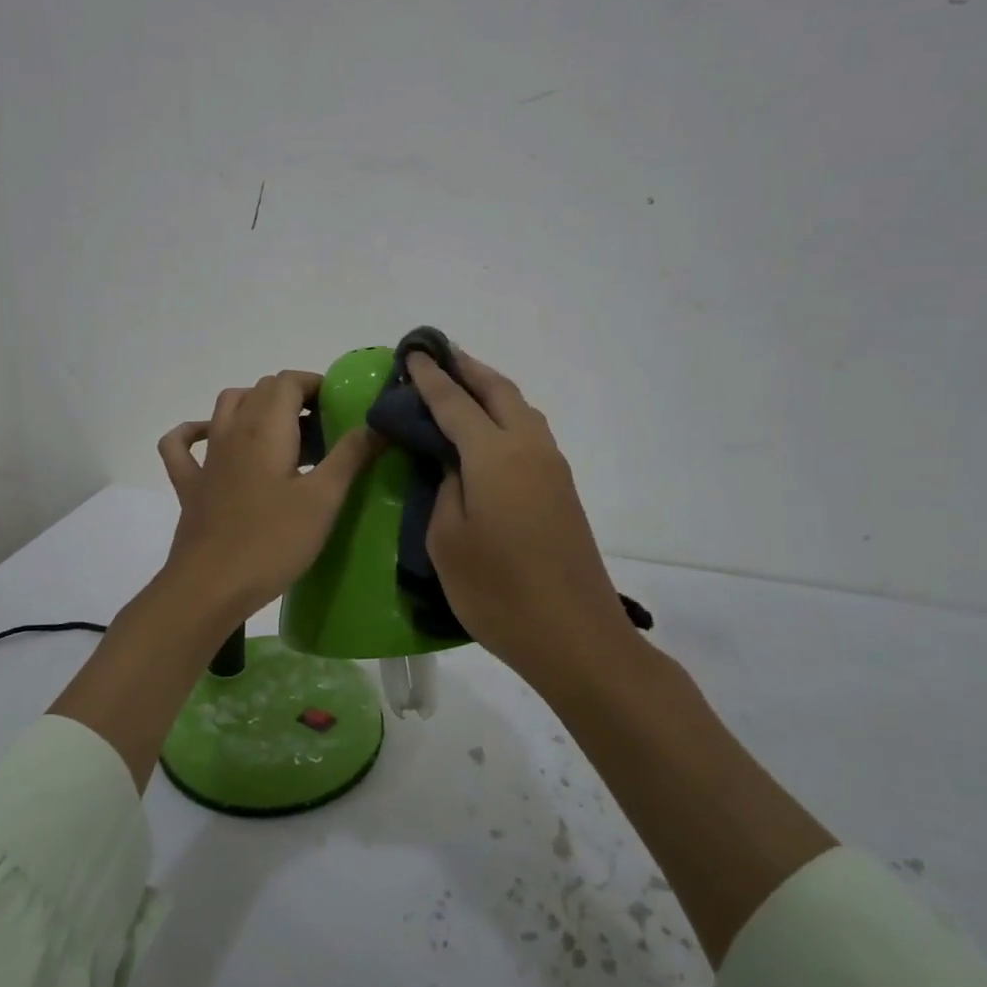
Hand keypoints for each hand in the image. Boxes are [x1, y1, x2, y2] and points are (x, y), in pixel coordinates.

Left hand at [158, 371, 380, 619]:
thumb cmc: (272, 541)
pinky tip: (210, 438)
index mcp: (265, 428)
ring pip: (226, 407)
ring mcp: (206, 458)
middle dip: (293, 397)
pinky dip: (195, 432)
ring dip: (254, 406)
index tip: (340, 407)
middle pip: (261, 390)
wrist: (210, 586)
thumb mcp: (323, 500)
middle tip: (323, 428)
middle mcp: (232, 431)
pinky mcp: (190, 485)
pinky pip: (182, 444)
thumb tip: (376, 424)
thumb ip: (350, 457)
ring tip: (283, 432)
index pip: (288, 381)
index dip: (315, 384)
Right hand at [407, 351, 633, 672]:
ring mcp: (552, 468)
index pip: (455, 403)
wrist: (573, 635)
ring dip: (491, 390)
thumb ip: (444, 489)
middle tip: (438, 356)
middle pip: (499, 392)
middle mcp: (529, 448)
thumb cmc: (497, 591)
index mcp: (494, 455)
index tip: (413, 352)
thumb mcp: (447, 540)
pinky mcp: (562, 489)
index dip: (431, 378)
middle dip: (467, 369)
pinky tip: (489, 432)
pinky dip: (506, 416)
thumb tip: (454, 465)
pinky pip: (530, 433)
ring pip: (521, 409)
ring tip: (462, 387)